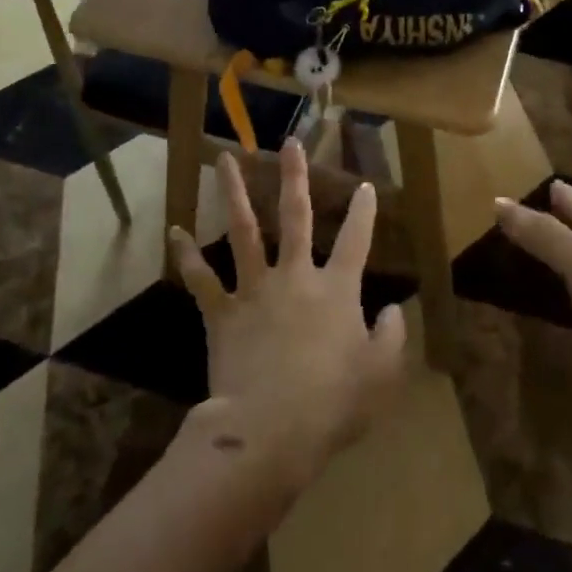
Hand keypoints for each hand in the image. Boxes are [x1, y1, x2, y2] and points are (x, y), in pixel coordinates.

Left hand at [170, 141, 407, 486]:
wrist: (269, 429)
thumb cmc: (333, 404)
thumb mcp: (382, 375)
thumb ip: (393, 337)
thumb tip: (395, 309)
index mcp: (336, 289)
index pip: (356, 240)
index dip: (363, 212)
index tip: (365, 185)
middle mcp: (295, 276)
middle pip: (295, 216)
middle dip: (294, 176)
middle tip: (289, 143)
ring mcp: (255, 290)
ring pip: (244, 231)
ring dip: (234, 193)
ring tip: (224, 160)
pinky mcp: (222, 312)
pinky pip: (202, 279)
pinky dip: (187, 255)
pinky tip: (175, 232)